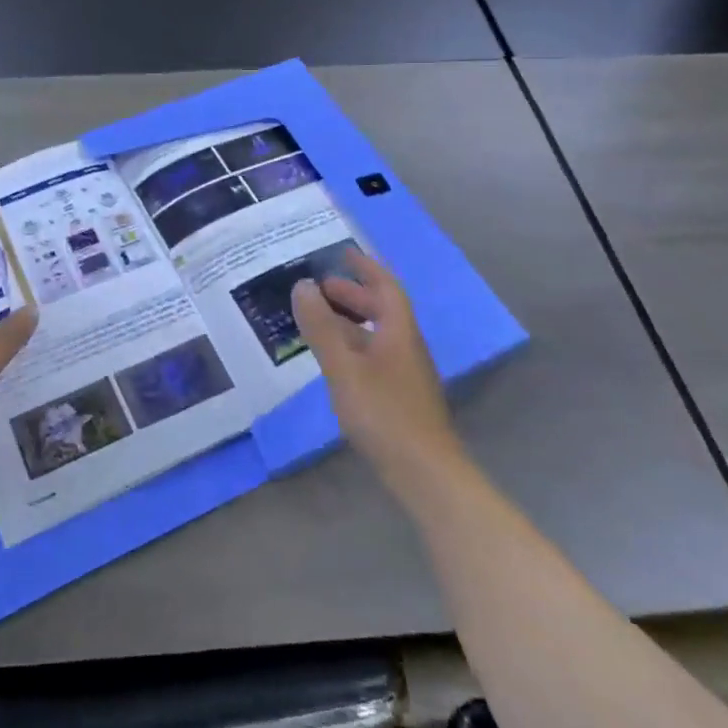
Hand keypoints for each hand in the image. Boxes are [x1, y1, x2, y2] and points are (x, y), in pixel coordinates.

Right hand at [291, 249, 457, 472]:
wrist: (426, 474)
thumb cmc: (385, 414)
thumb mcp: (344, 368)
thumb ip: (322, 327)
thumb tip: (302, 285)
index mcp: (399, 333)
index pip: (386, 288)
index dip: (365, 268)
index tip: (343, 253)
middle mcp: (406, 348)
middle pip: (383, 310)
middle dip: (353, 294)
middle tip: (320, 287)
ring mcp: (405, 375)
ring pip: (377, 336)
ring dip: (350, 321)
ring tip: (318, 320)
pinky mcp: (399, 398)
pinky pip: (373, 356)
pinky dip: (351, 346)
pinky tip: (333, 361)